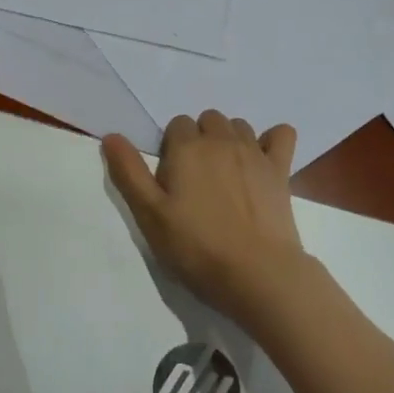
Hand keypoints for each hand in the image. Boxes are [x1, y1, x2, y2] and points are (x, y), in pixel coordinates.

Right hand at [103, 110, 308, 325]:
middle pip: (208, 120)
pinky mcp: (281, 169)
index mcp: (187, 148)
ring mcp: (255, 152)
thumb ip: (129, 173)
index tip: (173, 181)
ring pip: (239, 126)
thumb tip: (111, 136)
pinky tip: (264, 159)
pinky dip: (273, 139)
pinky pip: (282, 134)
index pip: (176, 125)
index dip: (172, 149)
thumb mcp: (150, 215)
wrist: (257, 273)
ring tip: (225, 174)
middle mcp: (222, 140)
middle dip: (200, 139)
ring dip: (229, 139)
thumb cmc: (196, 247)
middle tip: (196, 179)